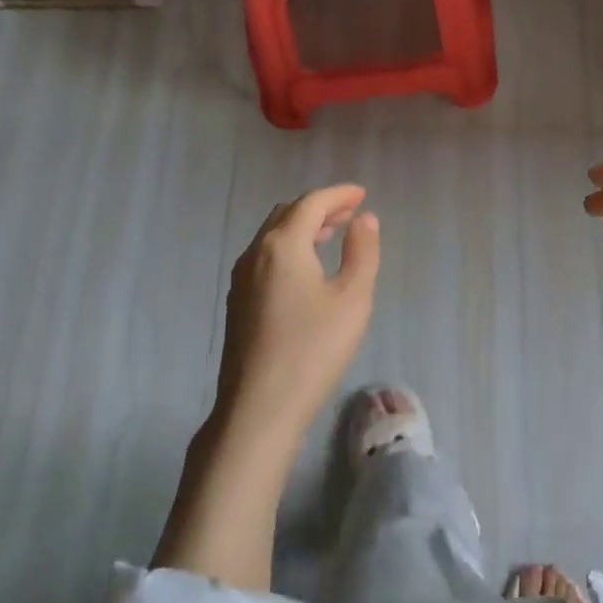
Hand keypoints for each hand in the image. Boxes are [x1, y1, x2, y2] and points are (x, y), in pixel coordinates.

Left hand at [217, 185, 381, 441]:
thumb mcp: (352, 299)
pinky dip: (288, 248)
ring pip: (272, 236)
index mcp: (283, 244)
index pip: (311, 203)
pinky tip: (305, 270)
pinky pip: (264, 257)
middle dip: (319, 207)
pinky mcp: (238, 302)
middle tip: (349, 213)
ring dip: (302, 227)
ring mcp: (241, 278)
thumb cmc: (313, 349)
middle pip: (287, 214)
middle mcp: (256, 253)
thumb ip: (362, 252)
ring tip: (331, 235)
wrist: (259, 408)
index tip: (362, 194)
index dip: (338, 194)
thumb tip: (365, 219)